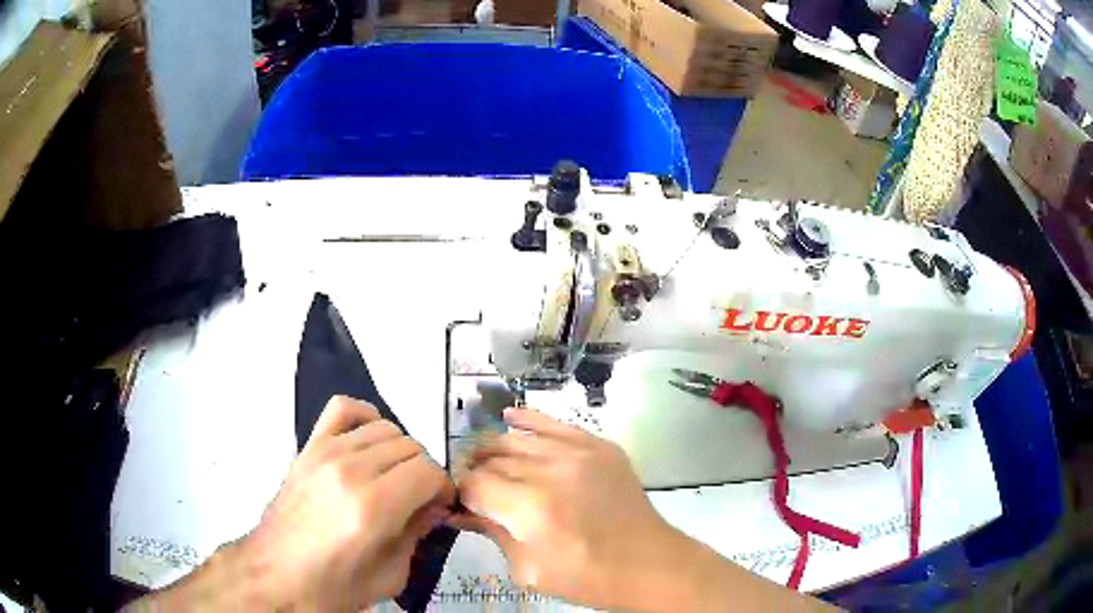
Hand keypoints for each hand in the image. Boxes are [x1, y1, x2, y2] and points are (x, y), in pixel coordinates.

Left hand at [244, 396, 454, 608]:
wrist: (277, 574)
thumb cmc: (333, 586)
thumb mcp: (390, 576)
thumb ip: (417, 535)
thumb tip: (433, 506)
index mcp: (372, 508)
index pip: (428, 472)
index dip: (442, 489)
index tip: (438, 507)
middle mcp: (350, 470)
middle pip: (410, 447)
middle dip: (424, 473)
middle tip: (417, 499)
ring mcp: (325, 452)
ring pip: (385, 427)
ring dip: (400, 452)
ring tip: (393, 478)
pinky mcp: (308, 447)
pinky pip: (344, 408)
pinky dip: (365, 416)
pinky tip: (368, 441)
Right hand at [452, 407, 697, 610]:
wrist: (648, 563)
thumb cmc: (587, 577)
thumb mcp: (528, 569)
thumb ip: (492, 533)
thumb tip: (461, 510)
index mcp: (531, 508)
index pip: (474, 484)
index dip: (461, 492)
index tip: (461, 503)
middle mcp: (551, 471)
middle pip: (492, 458)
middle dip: (475, 472)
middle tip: (474, 489)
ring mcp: (578, 452)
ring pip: (516, 438)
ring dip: (494, 450)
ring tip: (487, 463)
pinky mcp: (599, 445)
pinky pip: (553, 424)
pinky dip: (527, 420)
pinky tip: (509, 417)